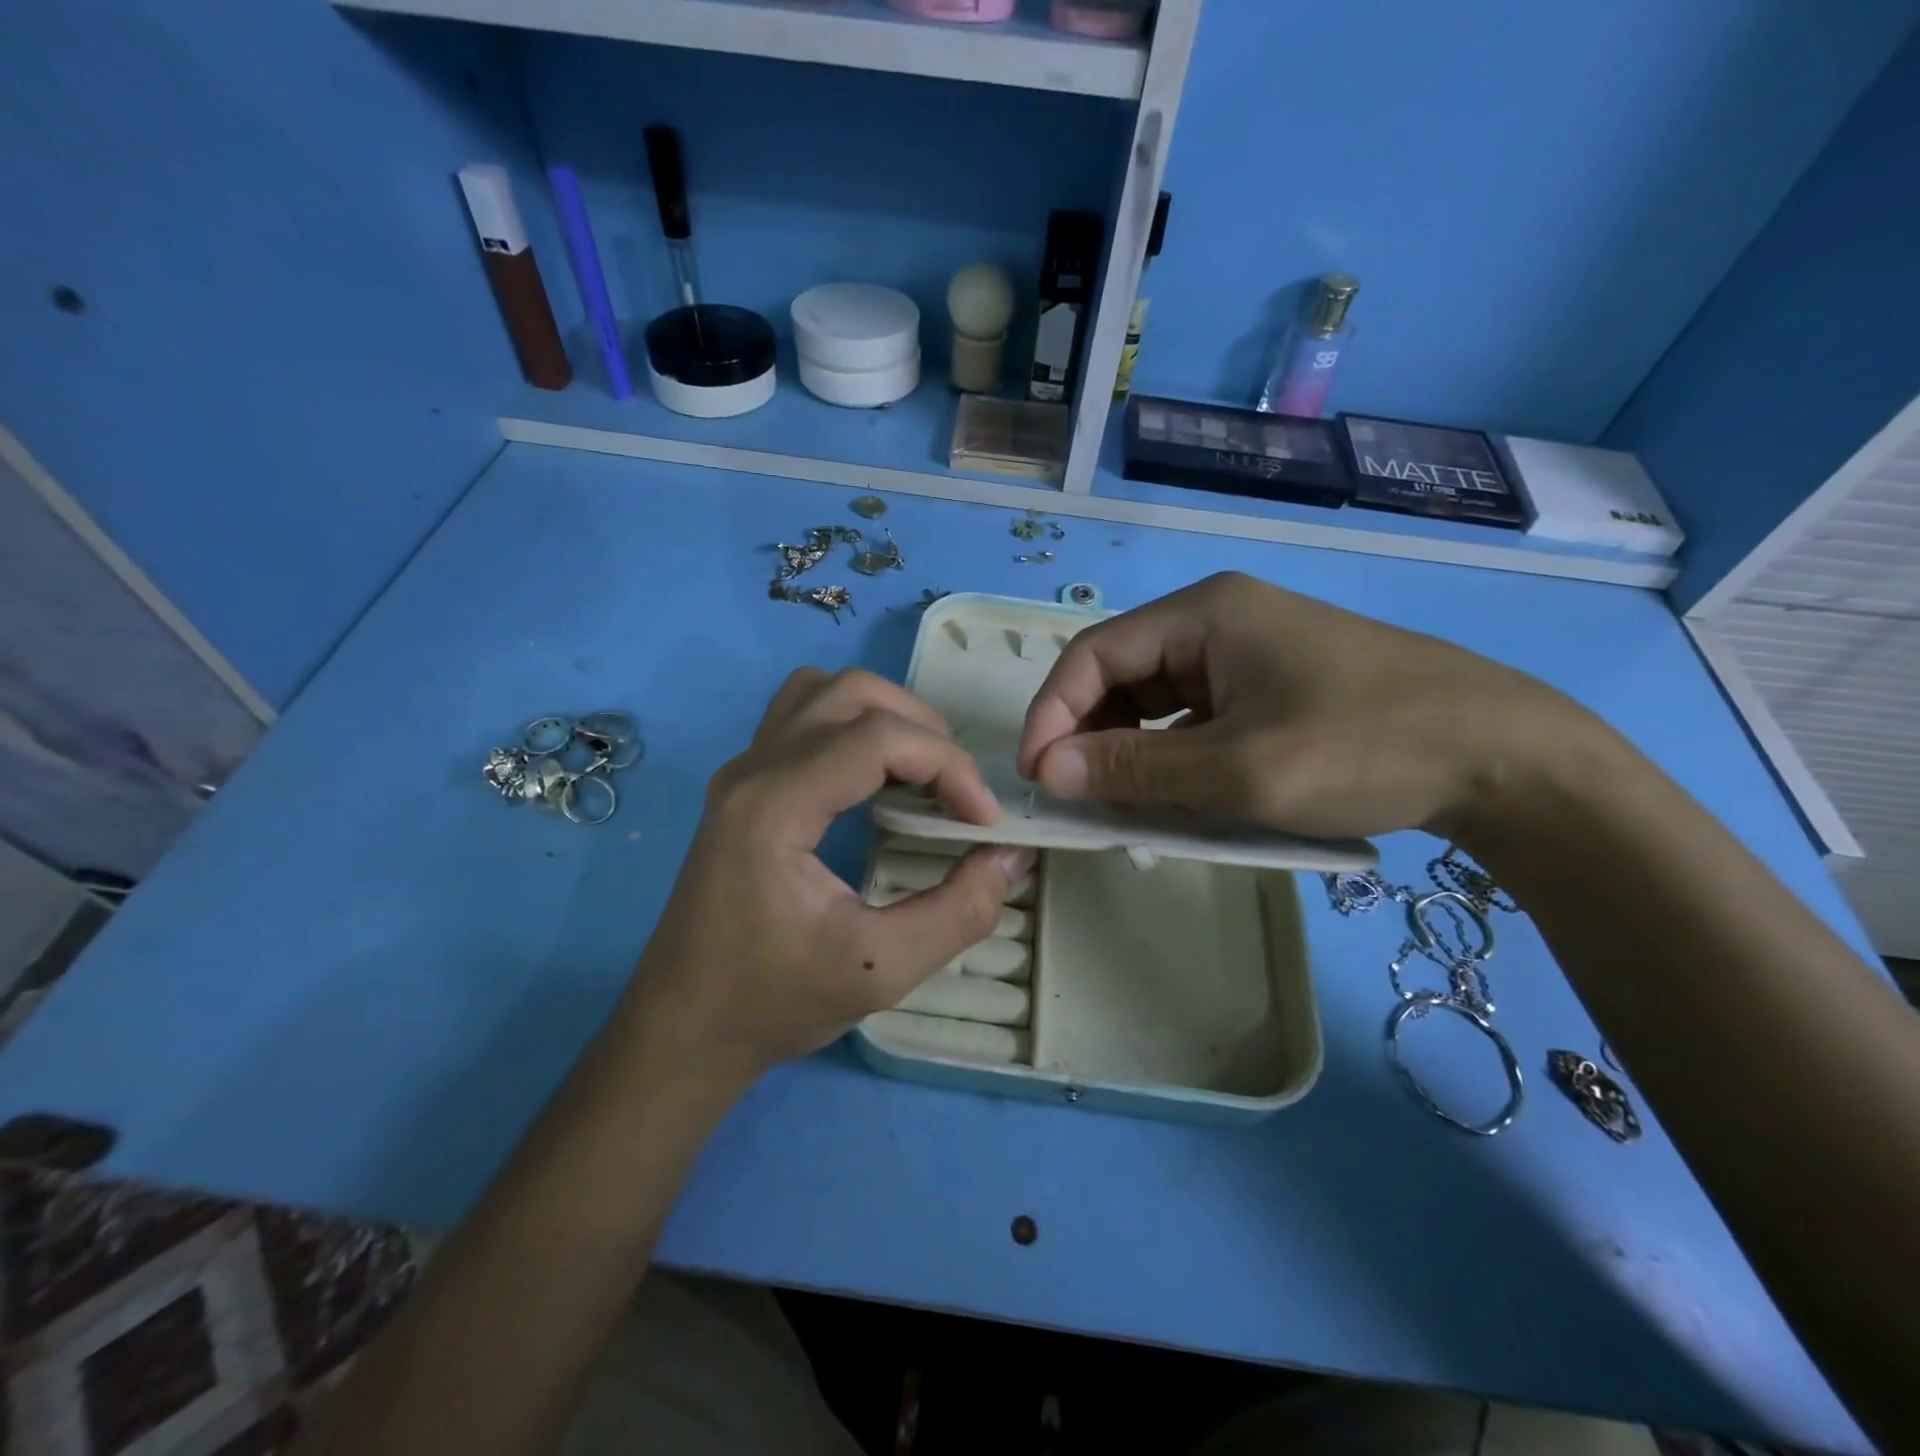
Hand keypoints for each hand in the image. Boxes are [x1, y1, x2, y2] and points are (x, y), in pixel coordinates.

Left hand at [629, 668, 1032, 1086]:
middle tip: (956, 790)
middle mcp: (753, 769)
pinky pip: (803, 719)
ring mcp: (742, 772)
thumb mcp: (879, 970)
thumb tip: (1010, 856)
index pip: (877, 737)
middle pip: (852, 693)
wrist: (681, 1031)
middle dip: (922, 729)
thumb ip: (958, 912)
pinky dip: (852, 729)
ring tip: (921, 773)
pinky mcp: (743, 786)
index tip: (985, 821)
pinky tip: (875, 783)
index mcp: (774, 805)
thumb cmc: (771, 1003)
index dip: (948, 765)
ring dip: (884, 717)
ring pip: (823, 693)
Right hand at [1017, 572, 1602, 840]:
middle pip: (1120, 674)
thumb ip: (1135, 770)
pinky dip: (1171, 756)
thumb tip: (1047, 770)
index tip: (1037, 776)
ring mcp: (1247, 653)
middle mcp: (1217, 620)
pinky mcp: (1271, 687)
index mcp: (1204, 614)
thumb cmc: (1365, 748)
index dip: (1052, 713)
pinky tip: (1173, 795)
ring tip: (1118, 805)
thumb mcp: (1239, 769)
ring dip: (1128, 750)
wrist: (1506, 757)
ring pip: (1155, 699)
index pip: (1093, 654)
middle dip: (1088, 734)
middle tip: (1075, 798)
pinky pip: (1194, 718)